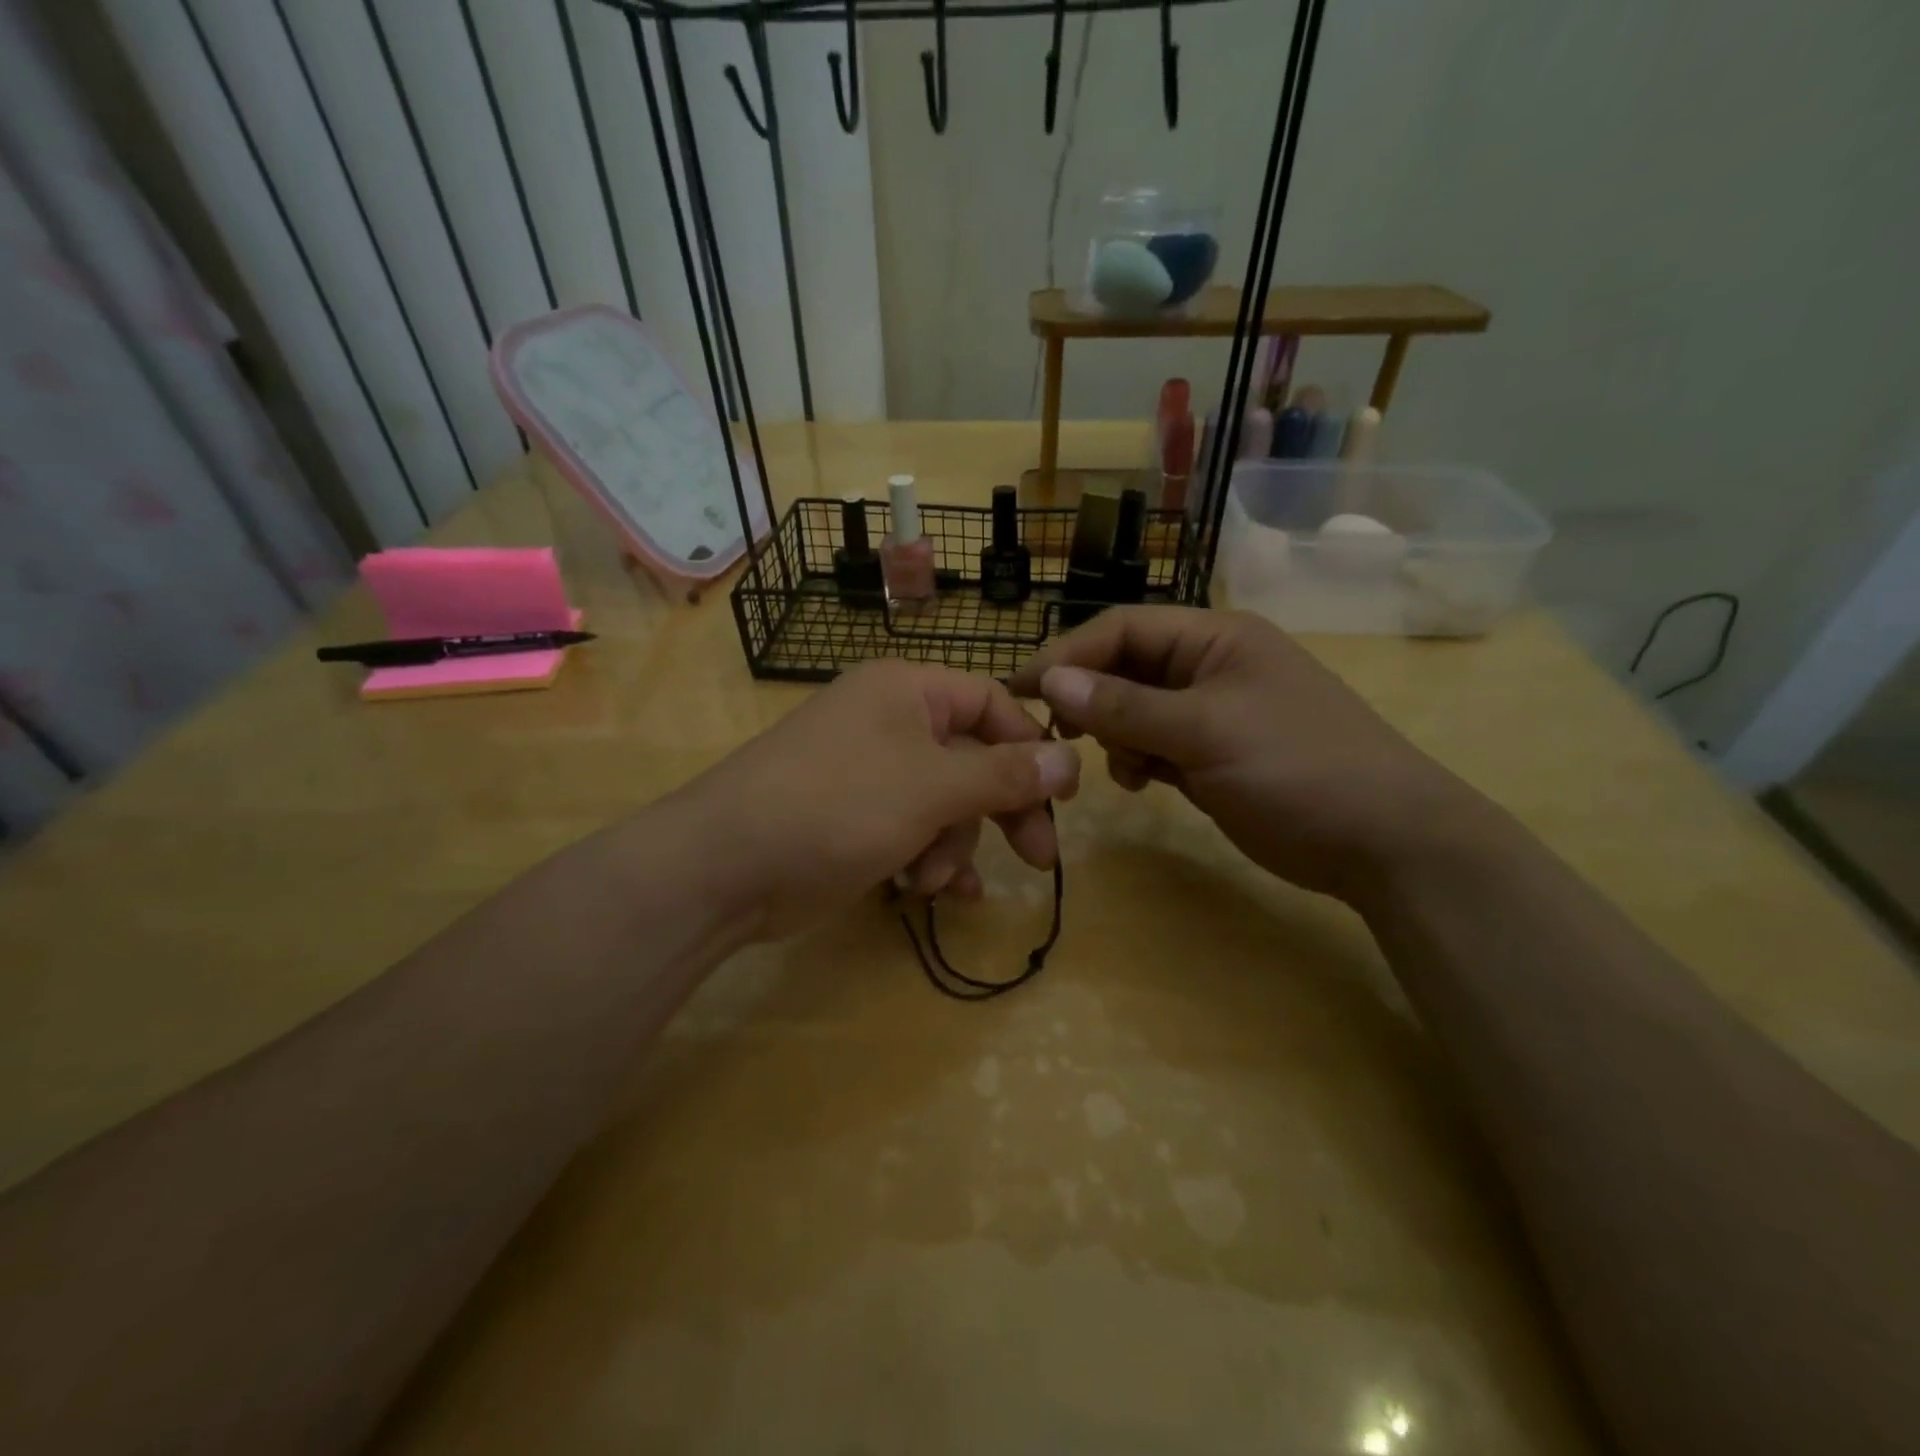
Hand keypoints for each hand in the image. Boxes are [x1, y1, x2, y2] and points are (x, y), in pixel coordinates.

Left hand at [680, 659, 1080, 940]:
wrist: (726, 867)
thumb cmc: (838, 806)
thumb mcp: (932, 788)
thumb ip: (1004, 774)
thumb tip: (1069, 759)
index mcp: (907, 691)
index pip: (991, 702)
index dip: (1031, 746)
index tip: (1063, 795)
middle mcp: (890, 723)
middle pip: (972, 759)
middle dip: (1001, 810)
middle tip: (1037, 857)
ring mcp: (870, 773)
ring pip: (944, 804)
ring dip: (952, 846)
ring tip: (934, 881)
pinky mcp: (855, 819)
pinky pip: (914, 831)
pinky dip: (929, 859)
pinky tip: (936, 893)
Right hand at [1009, 606, 1476, 903]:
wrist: (1382, 842)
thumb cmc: (1297, 767)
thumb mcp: (1205, 731)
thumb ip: (1124, 706)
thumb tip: (1050, 680)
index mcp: (1214, 638)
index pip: (1122, 629)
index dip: (1068, 654)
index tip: (1020, 690)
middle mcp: (1209, 667)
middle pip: (1125, 669)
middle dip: (1091, 700)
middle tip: (1057, 736)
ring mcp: (1212, 713)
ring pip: (1135, 711)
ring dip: (1116, 735)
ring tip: (1122, 765)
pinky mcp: (1212, 756)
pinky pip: (1155, 745)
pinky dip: (1139, 760)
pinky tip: (1142, 782)